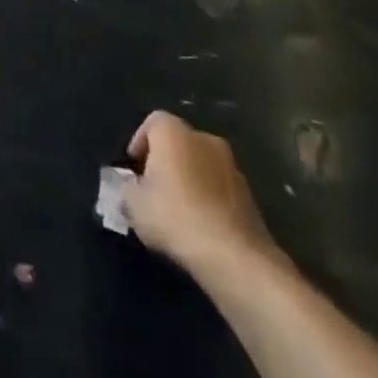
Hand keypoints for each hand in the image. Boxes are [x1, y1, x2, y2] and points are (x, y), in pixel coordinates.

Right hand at [121, 110, 280, 279]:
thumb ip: (127, 188)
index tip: (134, 168)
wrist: (234, 256)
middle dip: (165, 160)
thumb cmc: (175, 217)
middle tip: (153, 188)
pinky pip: (220, 187)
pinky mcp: (250, 196)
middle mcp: (205, 139)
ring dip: (189, 179)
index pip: (153, 121)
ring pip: (201, 164)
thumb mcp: (133, 204)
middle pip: (179, 141)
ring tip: (178, 209)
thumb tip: (132, 187)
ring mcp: (232, 167)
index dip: (140, 142)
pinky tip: (200, 224)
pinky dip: (209, 198)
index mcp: (174, 133)